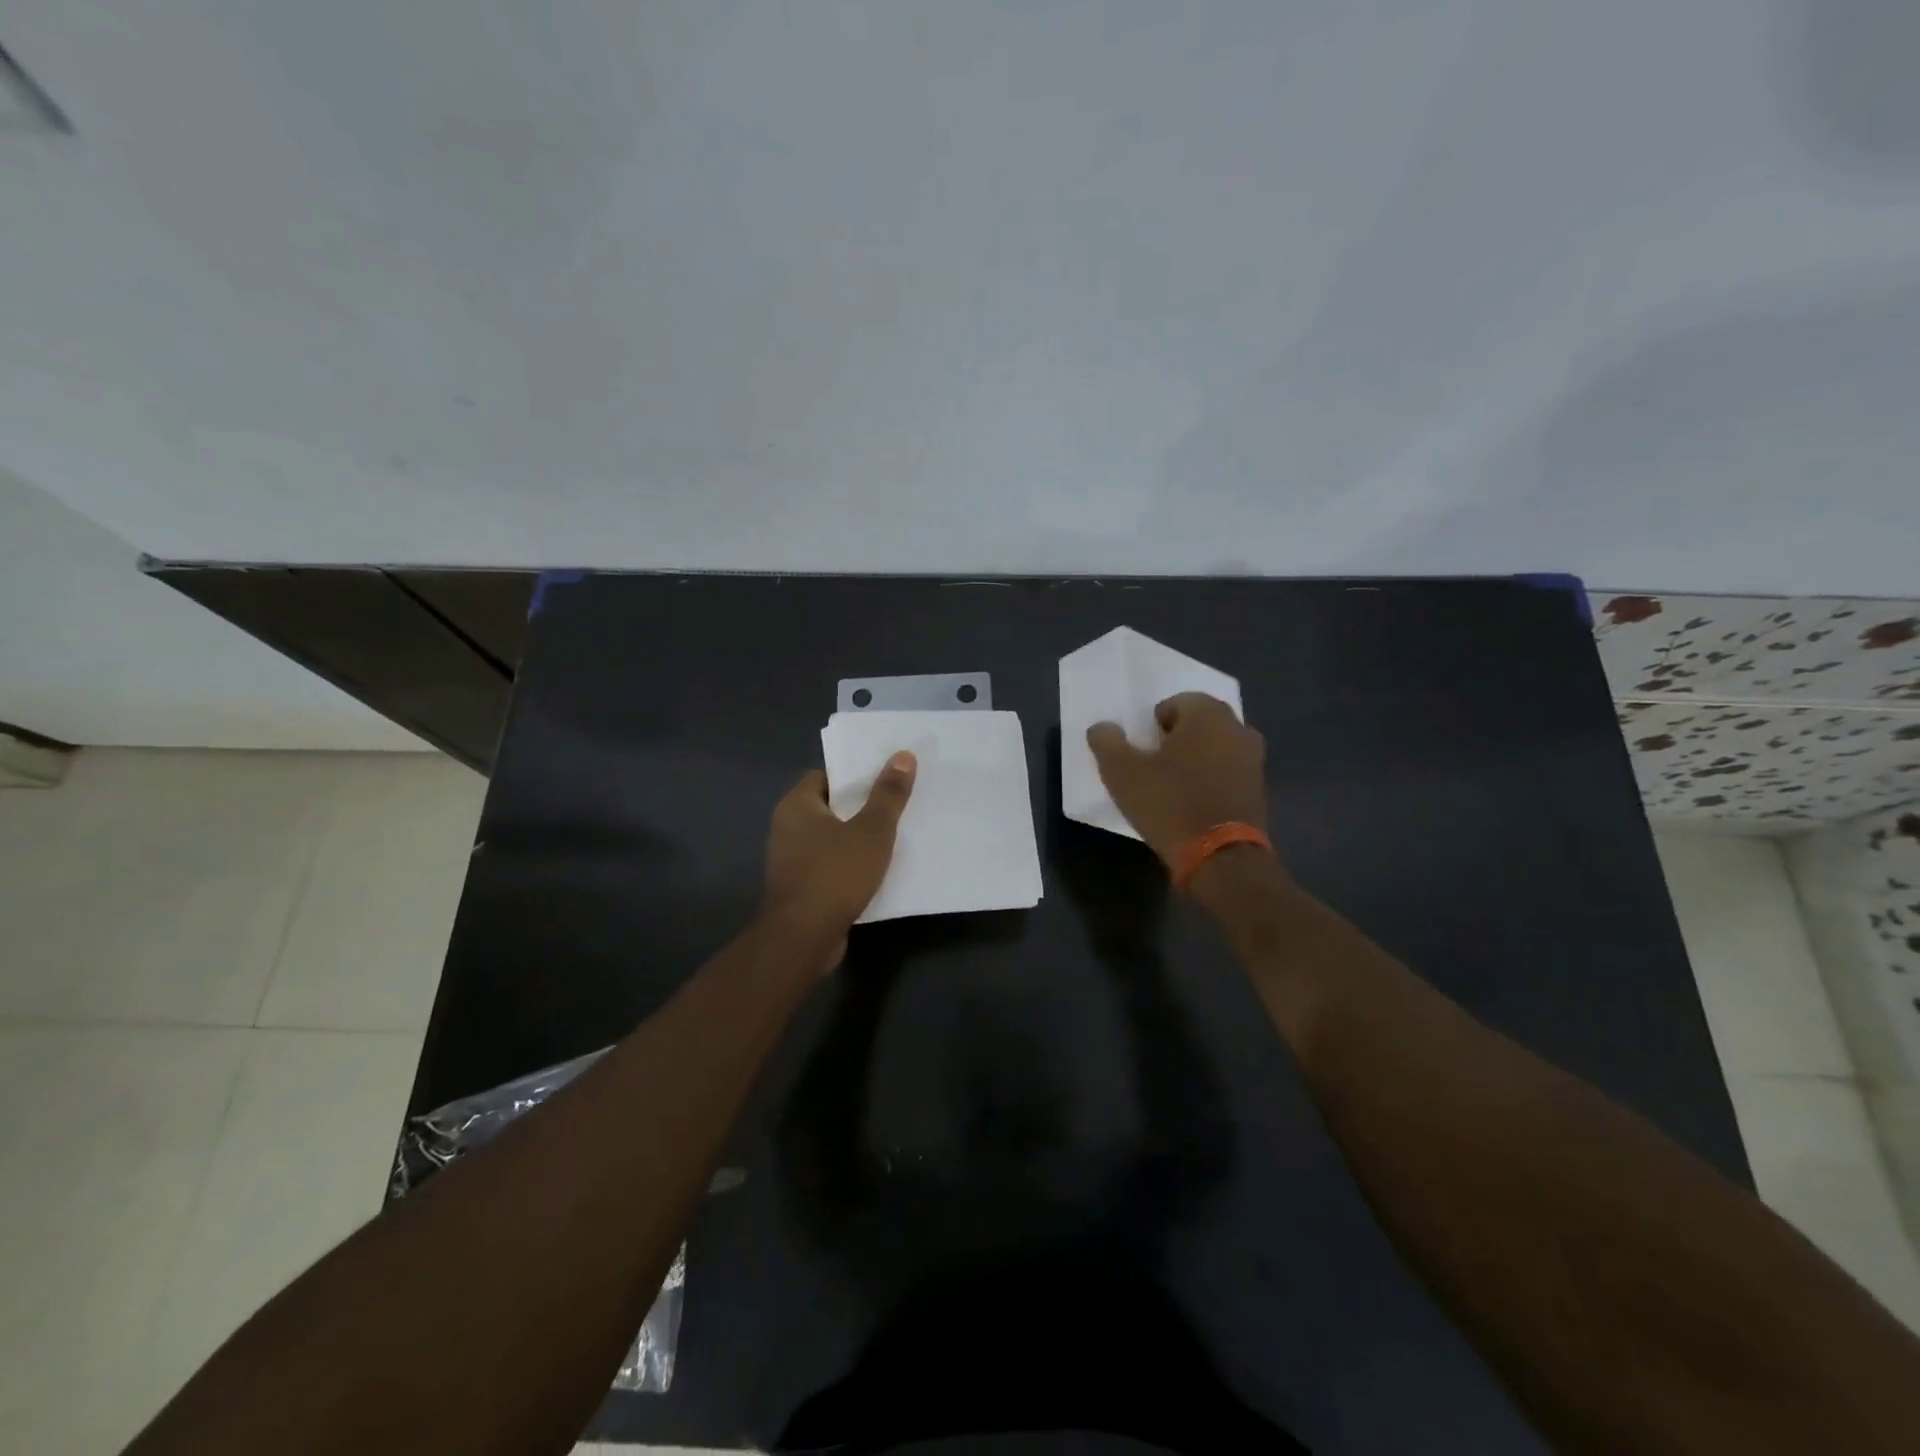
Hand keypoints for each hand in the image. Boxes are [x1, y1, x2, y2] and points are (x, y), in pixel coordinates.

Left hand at [761, 753, 916, 959]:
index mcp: (797, 805)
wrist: (803, 938)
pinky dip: (852, 864)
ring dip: (859, 838)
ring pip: (832, 838)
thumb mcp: (872, 830)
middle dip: (862, 806)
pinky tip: (879, 869)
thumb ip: (888, 794)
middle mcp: (787, 827)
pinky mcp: (801, 888)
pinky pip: (831, 865)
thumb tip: (904, 755)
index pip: (827, 776)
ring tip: (895, 834)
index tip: (886, 777)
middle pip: (831, 806)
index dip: (856, 775)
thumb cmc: (835, 874)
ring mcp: (791, 860)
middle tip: (898, 802)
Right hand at [1087, 693, 1265, 866]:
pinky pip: (1228, 771)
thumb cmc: (1169, 804)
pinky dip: (1212, 779)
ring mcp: (1253, 759)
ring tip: (1172, 786)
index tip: (1143, 752)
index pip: (1175, 703)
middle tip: (1153, 766)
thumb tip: (1102, 728)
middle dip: (1176, 739)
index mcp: (1207, 714)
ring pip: (1215, 747)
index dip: (1153, 726)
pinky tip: (1193, 802)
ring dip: (1195, 759)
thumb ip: (1107, 743)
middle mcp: (1237, 727)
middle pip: (1198, 723)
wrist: (1221, 857)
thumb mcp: (1122, 773)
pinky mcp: (1259, 788)